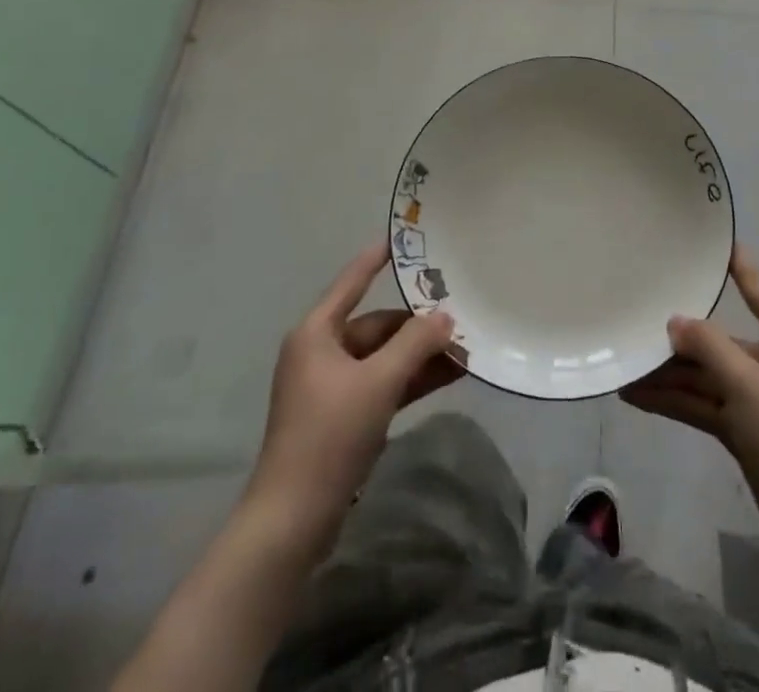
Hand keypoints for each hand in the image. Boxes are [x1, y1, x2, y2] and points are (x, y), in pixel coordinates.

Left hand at [247, 240, 461, 552]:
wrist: (293, 519)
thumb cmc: (329, 435)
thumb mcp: (378, 383)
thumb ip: (415, 344)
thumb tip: (445, 316)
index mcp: (317, 333)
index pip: (352, 281)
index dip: (377, 258)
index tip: (403, 238)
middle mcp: (322, 352)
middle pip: (377, 324)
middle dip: (417, 325)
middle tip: (460, 317)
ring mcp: (332, 386)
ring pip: (384, 356)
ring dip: (420, 354)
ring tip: (465, 349)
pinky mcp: (343, 416)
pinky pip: (383, 383)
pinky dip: (410, 379)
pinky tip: (448, 377)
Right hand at [622, 246, 758, 550]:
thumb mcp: (747, 386)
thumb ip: (709, 347)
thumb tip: (675, 321)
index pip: (758, 289)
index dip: (736, 263)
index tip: (711, 238)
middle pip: (722, 341)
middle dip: (681, 341)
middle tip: (639, 323)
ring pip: (709, 375)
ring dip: (672, 375)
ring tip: (626, 369)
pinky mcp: (748, 427)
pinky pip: (707, 402)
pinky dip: (678, 400)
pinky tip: (639, 397)